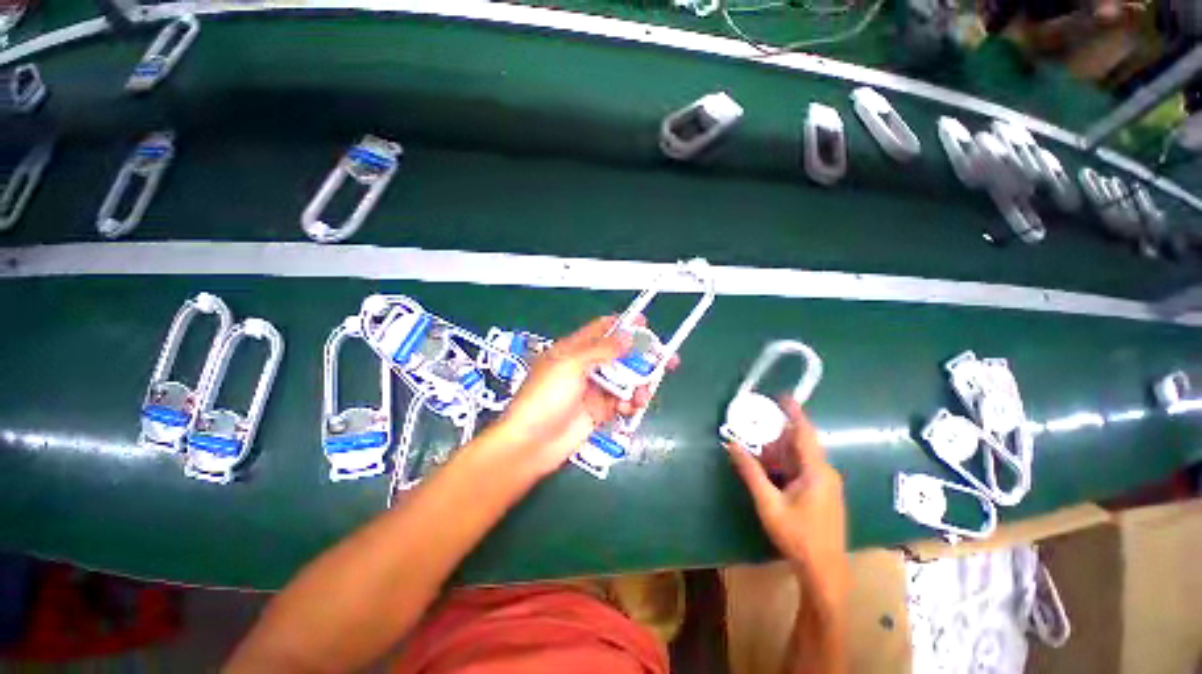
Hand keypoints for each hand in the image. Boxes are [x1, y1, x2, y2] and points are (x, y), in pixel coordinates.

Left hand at [487, 316, 669, 477]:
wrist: (531, 444)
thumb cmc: (546, 397)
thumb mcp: (570, 366)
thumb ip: (601, 350)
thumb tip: (627, 335)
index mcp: (574, 349)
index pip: (602, 329)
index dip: (623, 324)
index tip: (646, 324)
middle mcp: (586, 366)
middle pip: (620, 355)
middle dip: (643, 356)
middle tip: (668, 359)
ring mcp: (594, 389)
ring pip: (625, 379)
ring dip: (640, 384)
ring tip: (644, 394)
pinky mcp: (600, 411)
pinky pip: (622, 401)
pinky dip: (630, 403)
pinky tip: (629, 408)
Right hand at [726, 399, 848, 609]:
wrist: (824, 570)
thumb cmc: (797, 536)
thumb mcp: (768, 502)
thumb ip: (750, 471)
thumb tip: (732, 445)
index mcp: (816, 471)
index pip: (804, 432)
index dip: (794, 412)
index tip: (783, 396)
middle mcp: (825, 473)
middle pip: (800, 444)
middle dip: (777, 435)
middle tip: (755, 427)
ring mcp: (826, 484)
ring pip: (800, 458)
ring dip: (779, 452)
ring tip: (757, 449)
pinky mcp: (823, 493)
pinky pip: (802, 469)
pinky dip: (785, 465)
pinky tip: (769, 470)